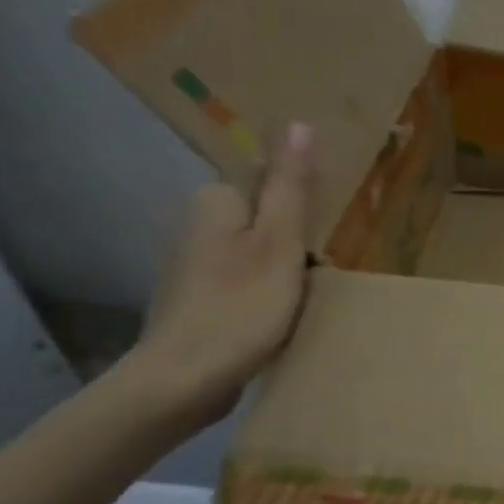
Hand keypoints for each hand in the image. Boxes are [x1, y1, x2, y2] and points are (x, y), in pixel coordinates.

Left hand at [126, 123, 315, 428]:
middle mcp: (196, 224)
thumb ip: (290, 187)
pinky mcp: (194, 300)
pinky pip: (243, 284)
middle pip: (266, 223)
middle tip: (316, 283)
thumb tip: (297, 123)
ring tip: (300, 307)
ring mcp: (191, 265)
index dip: (303, 218)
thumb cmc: (241, 309)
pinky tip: (274, 324)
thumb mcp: (280, 244)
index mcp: (215, 202)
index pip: (273, 189)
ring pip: (256, 256)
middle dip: (296, 249)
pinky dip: (263, 299)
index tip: (320, 252)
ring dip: (283, 276)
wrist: (183, 381)